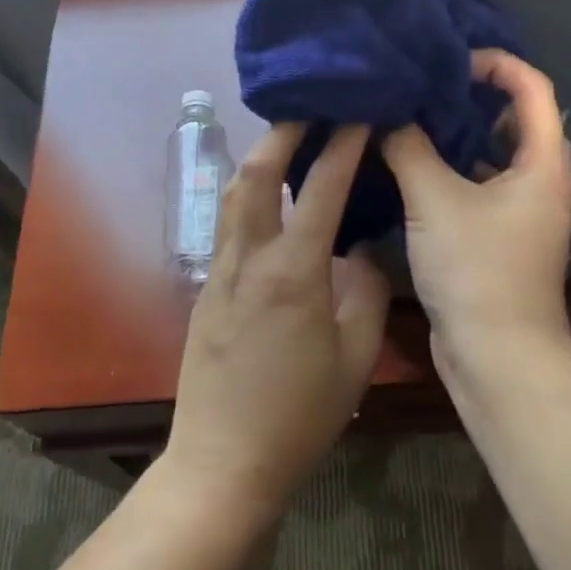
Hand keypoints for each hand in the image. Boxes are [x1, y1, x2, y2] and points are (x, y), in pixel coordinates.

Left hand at [166, 123, 391, 516]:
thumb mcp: (354, 358)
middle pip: (256, 174)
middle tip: (309, 108)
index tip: (357, 114)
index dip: (341, 146)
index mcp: (293, 273)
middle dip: (283, 133)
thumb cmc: (299, 415)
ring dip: (258, 159)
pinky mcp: (205, 290)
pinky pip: (227, 226)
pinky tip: (267, 201)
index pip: (320, 189)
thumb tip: (364, 250)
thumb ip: (365, 293)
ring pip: (233, 196)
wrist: (223, 461)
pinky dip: (247, 196)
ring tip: (286, 141)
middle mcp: (248, 259)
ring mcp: (219, 272)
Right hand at [382, 50, 570, 362]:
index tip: (450, 59)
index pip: (533, 89)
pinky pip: (478, 187)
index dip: (497, 64)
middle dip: (471, 97)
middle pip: (514, 119)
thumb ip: (409, 148)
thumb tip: (386, 112)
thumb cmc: (476, 270)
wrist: (495, 355)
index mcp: (542, 164)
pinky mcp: (499, 237)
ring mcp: (521, 213)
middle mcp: (540, 182)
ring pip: (492, 156)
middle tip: (423, 85)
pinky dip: (450, 171)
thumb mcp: (435, 200)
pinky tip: (409, 167)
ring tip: (410, 117)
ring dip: (457, 135)